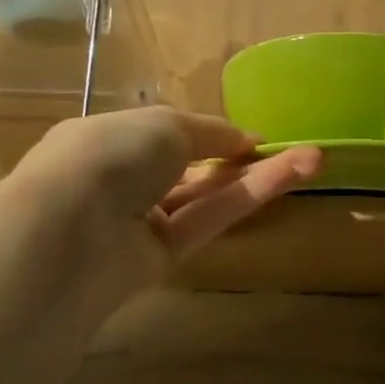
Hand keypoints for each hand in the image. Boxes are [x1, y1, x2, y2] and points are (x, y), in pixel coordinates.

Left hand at [10, 107, 322, 297]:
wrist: (70, 230)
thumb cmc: (111, 155)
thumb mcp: (165, 124)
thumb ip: (209, 132)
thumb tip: (244, 140)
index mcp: (110, 137)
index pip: (167, 134)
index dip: (212, 134)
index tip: (254, 137)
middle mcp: (124, 179)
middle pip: (194, 168)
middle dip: (243, 157)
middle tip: (297, 149)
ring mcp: (141, 221)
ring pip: (208, 196)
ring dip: (259, 177)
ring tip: (314, 159)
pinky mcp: (160, 258)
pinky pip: (208, 221)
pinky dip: (247, 199)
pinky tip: (287, 178)